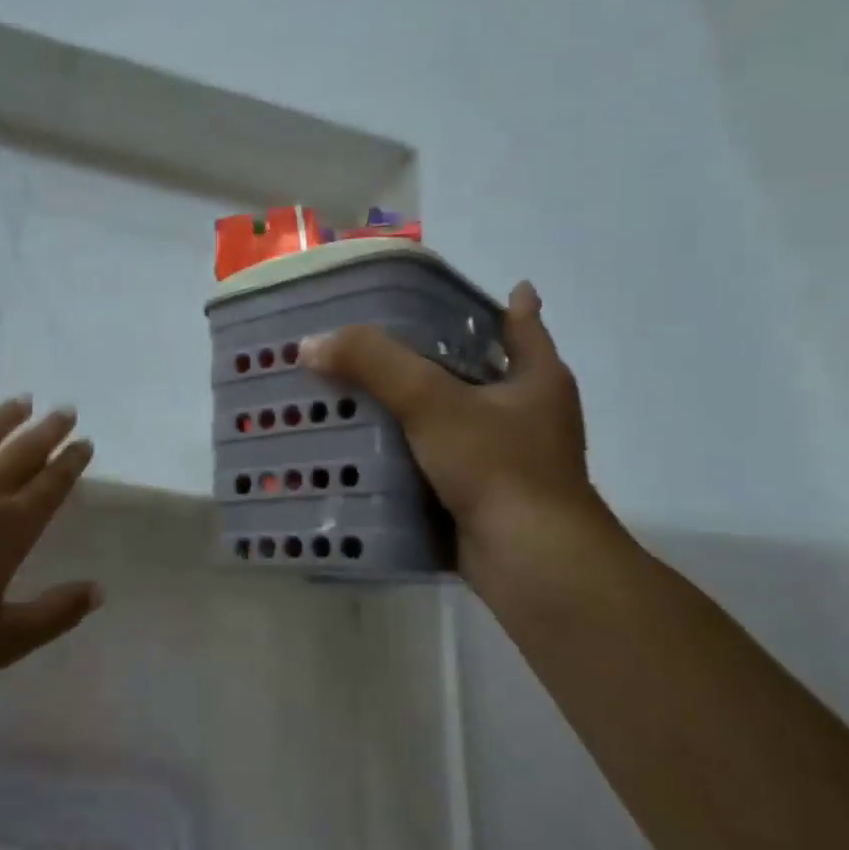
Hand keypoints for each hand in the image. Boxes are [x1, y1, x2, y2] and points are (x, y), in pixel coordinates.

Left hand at [0, 397, 99, 706]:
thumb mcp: (4, 643)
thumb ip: (56, 614)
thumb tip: (99, 590)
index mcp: (10, 528)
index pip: (52, 484)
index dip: (71, 462)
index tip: (85, 443)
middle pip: (22, 451)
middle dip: (48, 430)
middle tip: (65, 411)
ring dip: (3, 417)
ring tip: (21, 402)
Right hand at [302, 282, 619, 580]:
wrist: (530, 562)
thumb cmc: (497, 466)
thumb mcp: (431, 401)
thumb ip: (373, 365)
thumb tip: (311, 344)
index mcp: (537, 379)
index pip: (520, 324)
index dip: (505, 303)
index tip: (482, 287)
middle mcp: (530, 415)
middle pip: (482, 370)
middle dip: (443, 355)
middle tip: (391, 337)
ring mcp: (510, 459)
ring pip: (458, 418)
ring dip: (421, 407)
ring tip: (367, 389)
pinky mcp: (486, 496)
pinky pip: (442, 460)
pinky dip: (414, 451)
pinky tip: (373, 446)